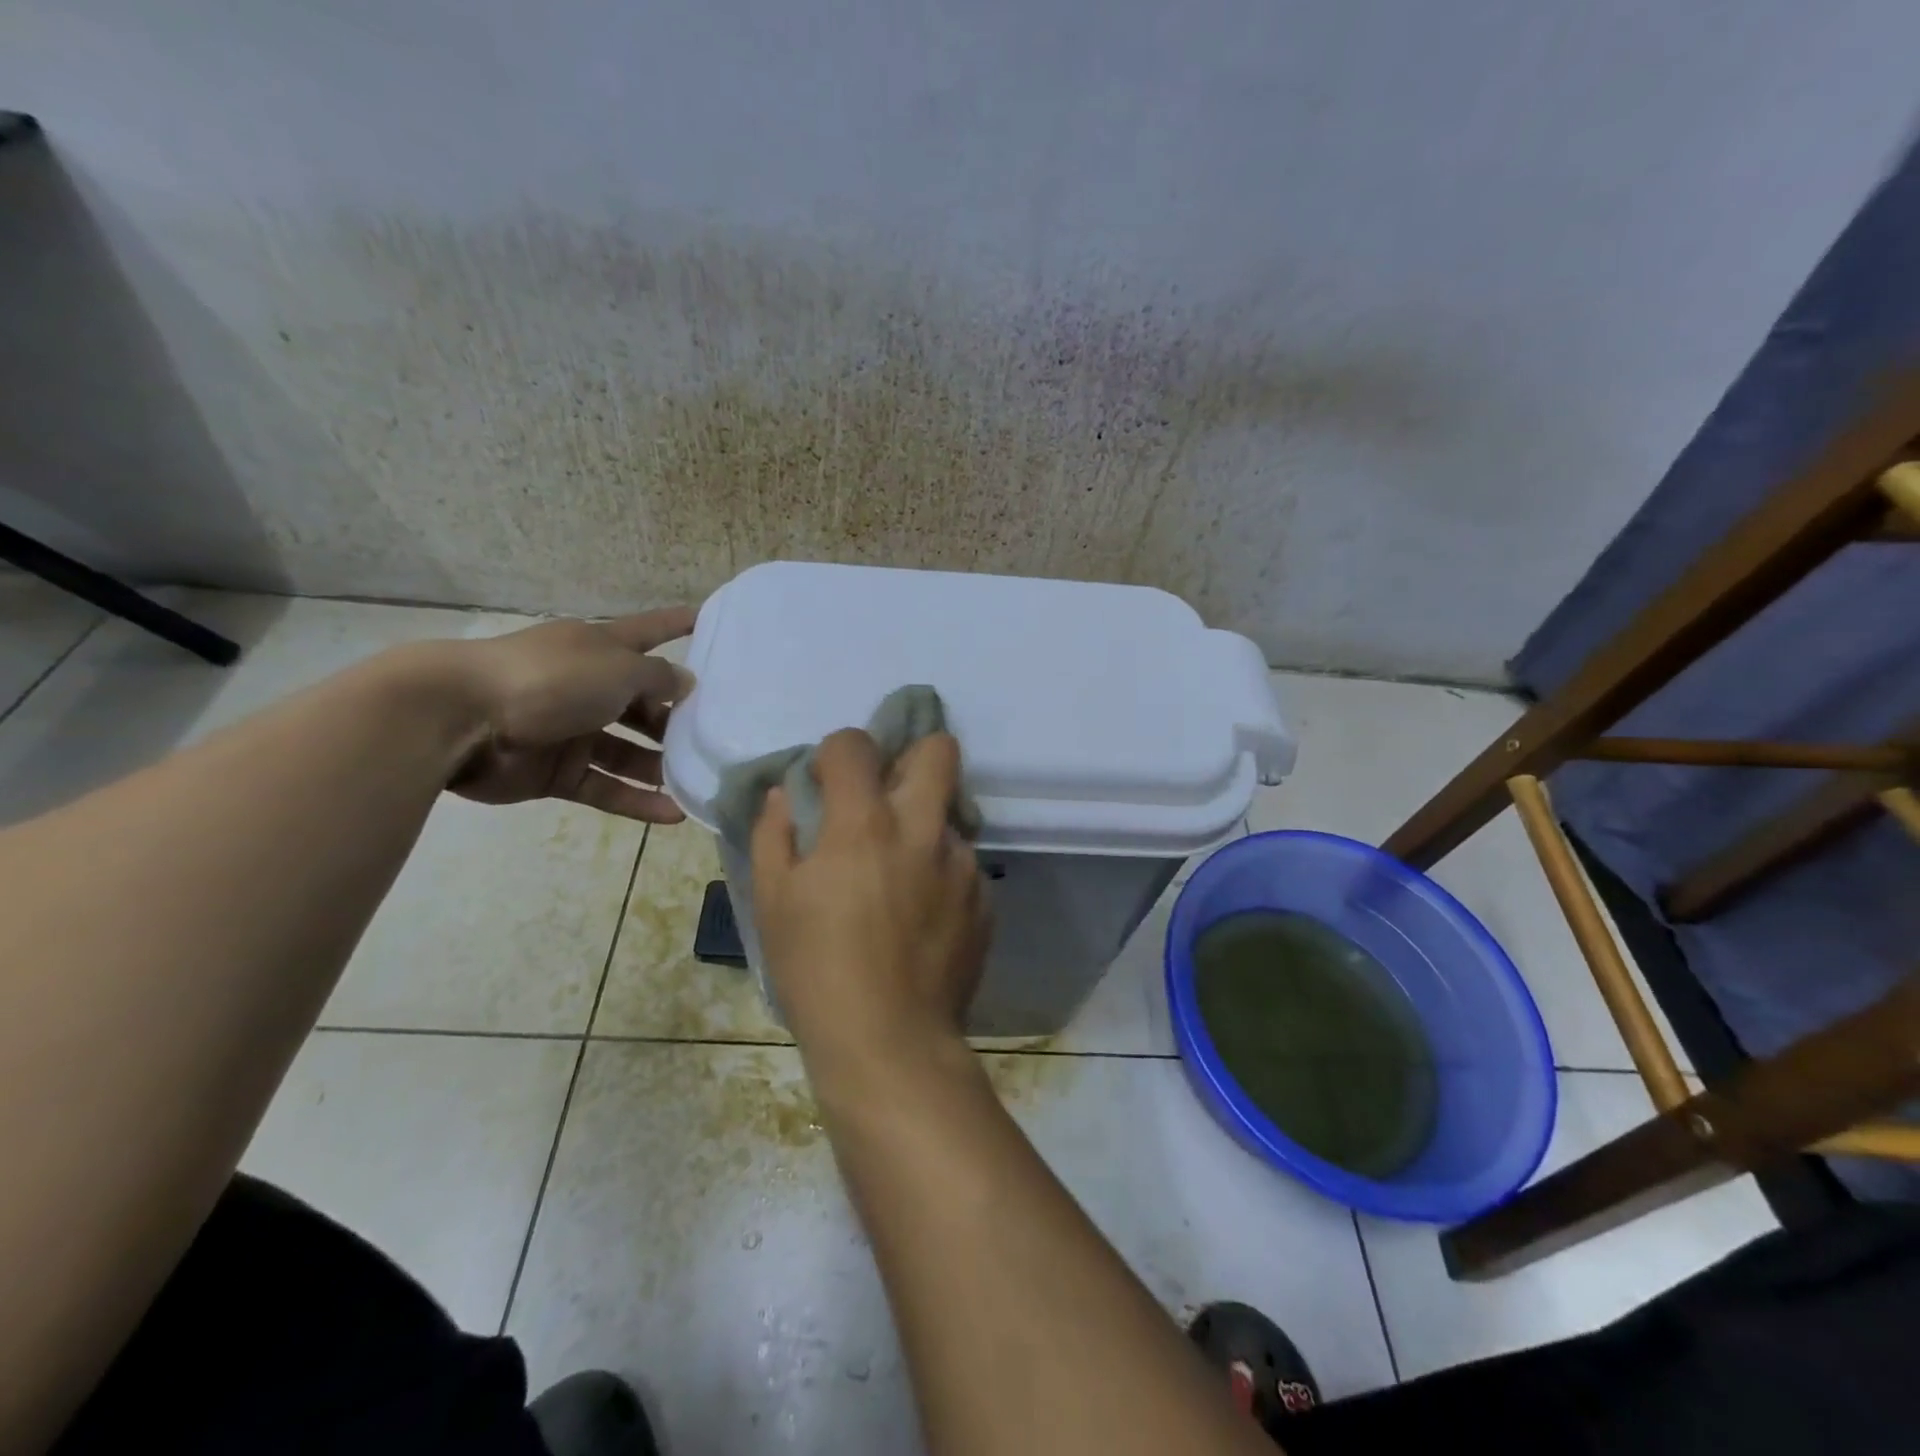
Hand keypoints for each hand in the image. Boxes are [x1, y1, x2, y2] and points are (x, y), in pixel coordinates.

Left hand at [445, 607, 695, 821]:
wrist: (459, 718)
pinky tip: (674, 814)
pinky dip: (636, 800)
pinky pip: (605, 786)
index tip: (708, 619)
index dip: (677, 624)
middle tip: (716, 734)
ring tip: (700, 781)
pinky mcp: (555, 772)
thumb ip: (659, 678)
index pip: (649, 631)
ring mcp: (570, 731)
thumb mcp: (618, 669)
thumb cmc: (550, 678)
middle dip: (676, 718)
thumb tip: (686, 683)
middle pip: (641, 702)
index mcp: (598, 648)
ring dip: (660, 766)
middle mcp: (587, 686)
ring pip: (627, 750)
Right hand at [751, 730, 989, 1070]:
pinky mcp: (985, 898)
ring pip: (951, 811)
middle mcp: (922, 829)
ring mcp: (962, 863)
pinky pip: (963, 862)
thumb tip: (785, 794)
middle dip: (910, 755)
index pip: (855, 745)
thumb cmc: (816, 971)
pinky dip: (941, 870)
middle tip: (886, 793)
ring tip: (900, 870)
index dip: (837, 752)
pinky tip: (921, 913)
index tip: (826, 781)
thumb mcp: (772, 902)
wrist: (889, 1042)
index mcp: (864, 823)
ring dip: (924, 823)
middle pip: (938, 749)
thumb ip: (774, 834)